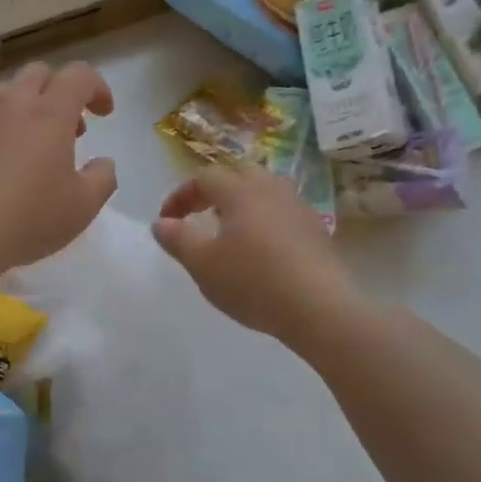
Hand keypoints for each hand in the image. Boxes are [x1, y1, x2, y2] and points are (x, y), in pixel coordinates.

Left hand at [0, 62, 117, 277]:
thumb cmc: (25, 219)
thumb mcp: (81, 208)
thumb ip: (102, 179)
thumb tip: (104, 162)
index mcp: (48, 113)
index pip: (79, 75)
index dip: (96, 88)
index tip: (103, 113)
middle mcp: (8, 103)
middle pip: (37, 74)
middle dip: (58, 92)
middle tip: (66, 130)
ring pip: (0, 95)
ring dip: (21, 110)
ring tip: (24, 149)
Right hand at [153, 164, 360, 342]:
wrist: (319, 308)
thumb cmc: (252, 282)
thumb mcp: (202, 265)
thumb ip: (177, 239)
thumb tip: (161, 223)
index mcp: (240, 191)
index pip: (204, 177)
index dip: (180, 195)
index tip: (167, 221)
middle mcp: (271, 189)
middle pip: (238, 174)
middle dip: (213, 190)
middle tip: (198, 214)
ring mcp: (298, 207)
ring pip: (264, 190)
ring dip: (241, 202)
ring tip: (228, 229)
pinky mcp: (316, 229)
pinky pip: (282, 211)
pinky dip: (263, 218)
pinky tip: (260, 248)